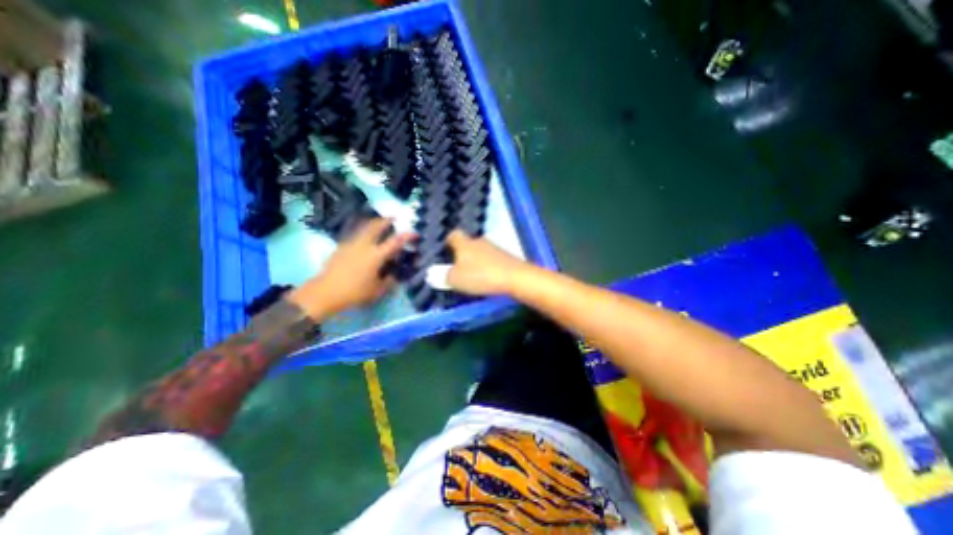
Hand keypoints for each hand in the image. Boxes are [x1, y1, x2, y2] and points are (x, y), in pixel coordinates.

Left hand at [287, 218, 413, 318]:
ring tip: (379, 223)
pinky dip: (363, 231)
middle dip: (386, 220)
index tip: (415, 233)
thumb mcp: (377, 290)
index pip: (395, 242)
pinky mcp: (341, 247)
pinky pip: (355, 234)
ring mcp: (351, 244)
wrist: (325, 292)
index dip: (406, 236)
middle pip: (376, 226)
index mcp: (376, 255)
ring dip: (374, 223)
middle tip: (393, 218)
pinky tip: (364, 237)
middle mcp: (364, 245)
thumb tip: (394, 276)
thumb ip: (388, 282)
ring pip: (364, 227)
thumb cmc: (354, 292)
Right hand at [444, 229, 532, 297]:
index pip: (452, 235)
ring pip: (479, 252)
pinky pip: (490, 259)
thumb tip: (432, 274)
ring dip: (474, 261)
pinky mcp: (505, 256)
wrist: (515, 277)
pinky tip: (486, 278)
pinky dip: (486, 266)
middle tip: (456, 268)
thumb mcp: (455, 279)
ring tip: (471, 275)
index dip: (446, 242)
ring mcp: (494, 248)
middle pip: (466, 243)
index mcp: (464, 243)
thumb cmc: (480, 276)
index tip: (443, 253)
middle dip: (461, 254)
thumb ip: (442, 276)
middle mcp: (478, 241)